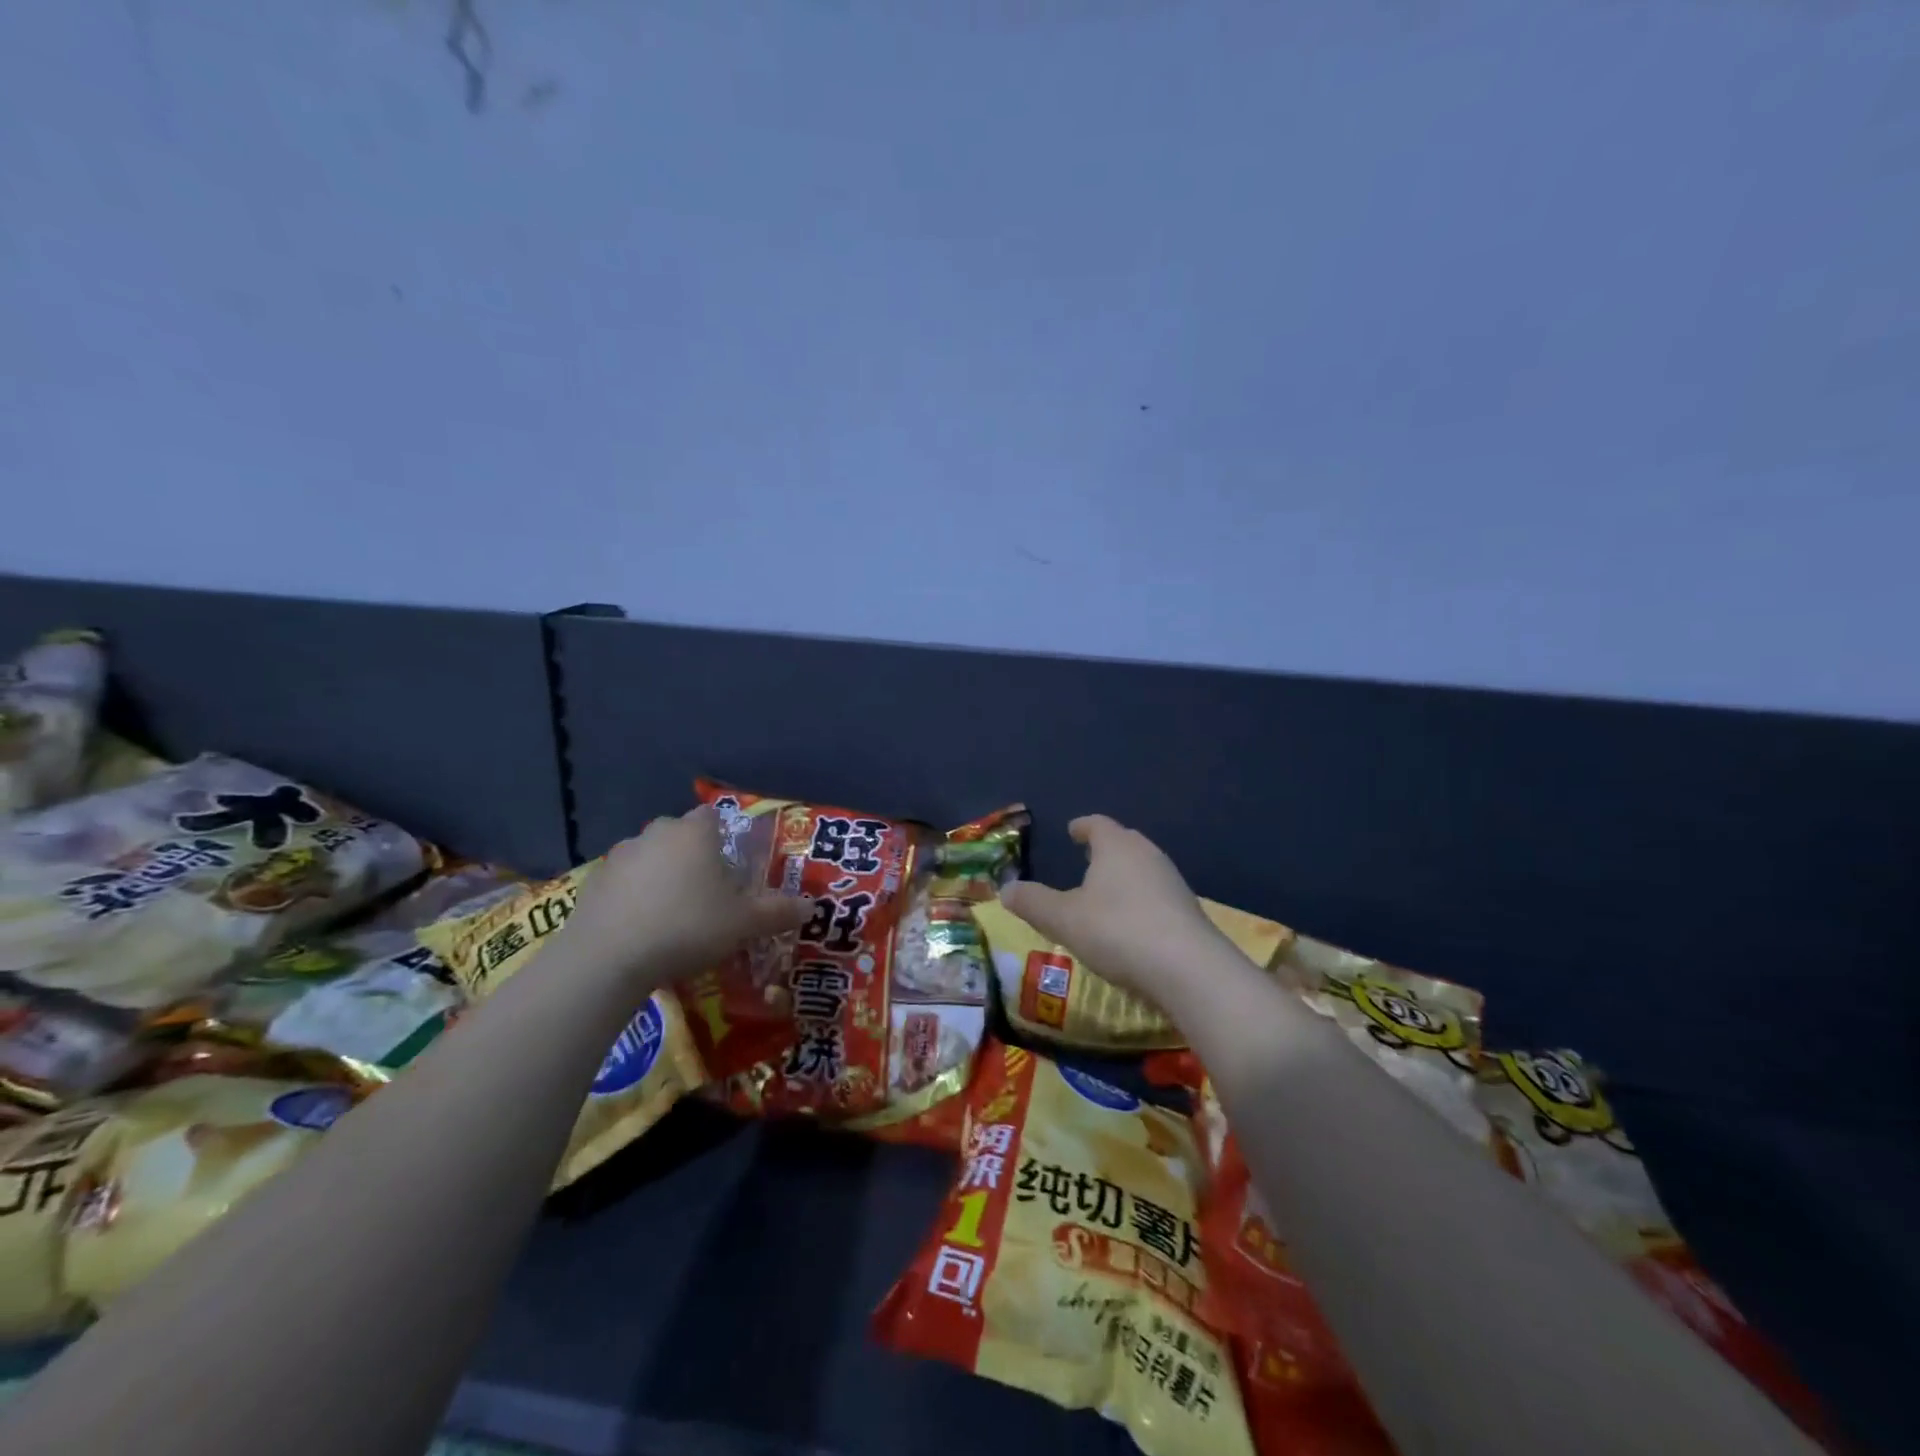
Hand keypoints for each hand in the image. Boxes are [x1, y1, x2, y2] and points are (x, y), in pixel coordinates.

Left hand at [559, 807, 813, 991]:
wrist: (607, 959)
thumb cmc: (687, 927)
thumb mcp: (743, 924)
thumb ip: (778, 912)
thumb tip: (811, 907)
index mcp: (694, 832)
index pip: (714, 816)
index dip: (726, 836)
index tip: (733, 867)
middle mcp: (656, 833)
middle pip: (681, 836)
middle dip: (694, 857)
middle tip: (708, 893)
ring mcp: (620, 856)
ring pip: (651, 857)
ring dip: (662, 876)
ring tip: (673, 915)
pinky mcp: (592, 882)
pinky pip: (624, 883)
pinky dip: (634, 897)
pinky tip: (641, 928)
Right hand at [998, 815, 1224, 1004]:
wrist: (1189, 971)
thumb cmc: (1118, 931)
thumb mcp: (1063, 919)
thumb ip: (1033, 902)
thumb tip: (1004, 889)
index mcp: (1117, 846)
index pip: (1097, 825)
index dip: (1083, 826)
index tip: (1072, 829)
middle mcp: (1148, 855)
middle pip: (1124, 842)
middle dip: (1105, 847)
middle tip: (1087, 856)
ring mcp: (1173, 883)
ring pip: (1142, 868)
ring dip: (1124, 875)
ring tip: (1105, 891)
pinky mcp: (1188, 912)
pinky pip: (1157, 895)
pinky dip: (1140, 900)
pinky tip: (1131, 923)